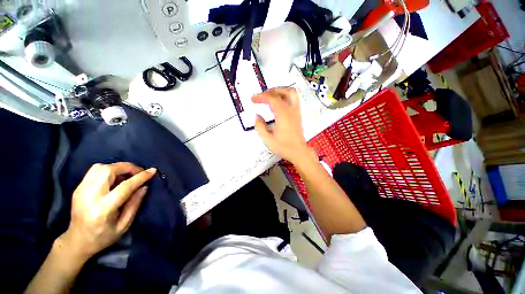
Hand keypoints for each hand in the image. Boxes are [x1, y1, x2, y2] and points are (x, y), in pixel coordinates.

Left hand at [61, 162, 156, 259]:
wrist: (77, 241)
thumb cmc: (103, 237)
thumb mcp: (124, 225)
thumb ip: (134, 204)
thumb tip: (144, 186)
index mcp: (102, 209)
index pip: (124, 187)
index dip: (140, 177)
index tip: (152, 171)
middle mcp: (89, 196)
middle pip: (108, 170)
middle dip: (127, 167)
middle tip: (138, 172)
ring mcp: (80, 191)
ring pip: (99, 167)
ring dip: (117, 167)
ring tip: (127, 175)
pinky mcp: (78, 188)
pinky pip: (94, 171)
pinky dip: (109, 170)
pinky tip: (115, 179)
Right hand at [252, 87, 310, 162]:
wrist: (299, 152)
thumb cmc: (283, 147)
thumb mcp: (267, 139)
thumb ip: (260, 126)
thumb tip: (257, 115)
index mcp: (283, 115)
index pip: (272, 98)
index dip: (261, 96)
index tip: (252, 99)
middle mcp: (291, 110)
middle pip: (283, 91)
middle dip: (270, 91)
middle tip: (261, 96)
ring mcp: (296, 111)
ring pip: (291, 93)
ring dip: (280, 91)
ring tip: (270, 96)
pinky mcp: (298, 114)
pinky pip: (293, 99)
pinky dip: (284, 96)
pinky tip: (277, 104)